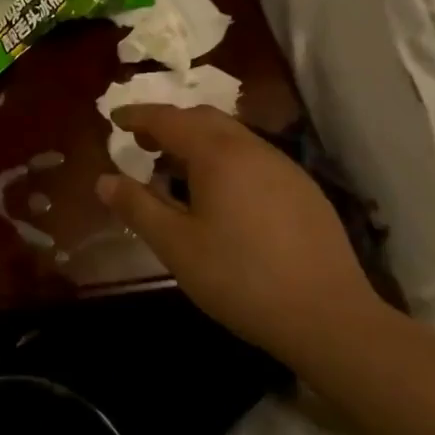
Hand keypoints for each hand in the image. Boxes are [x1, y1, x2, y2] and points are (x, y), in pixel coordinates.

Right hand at [96, 105, 383, 366]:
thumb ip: (137, 207)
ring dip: (199, 142)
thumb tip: (104, 180)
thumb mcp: (176, 246)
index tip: (114, 119)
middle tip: (143, 144)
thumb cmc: (241, 278)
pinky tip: (223, 196)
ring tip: (178, 171)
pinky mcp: (305, 191)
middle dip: (169, 124)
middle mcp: (252, 148)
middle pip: (203, 119)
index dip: (138, 116)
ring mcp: (284, 167)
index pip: (168, 119)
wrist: (330, 318)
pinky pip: (255, 158)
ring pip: (232, 137)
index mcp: (217, 154)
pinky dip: (226, 160)